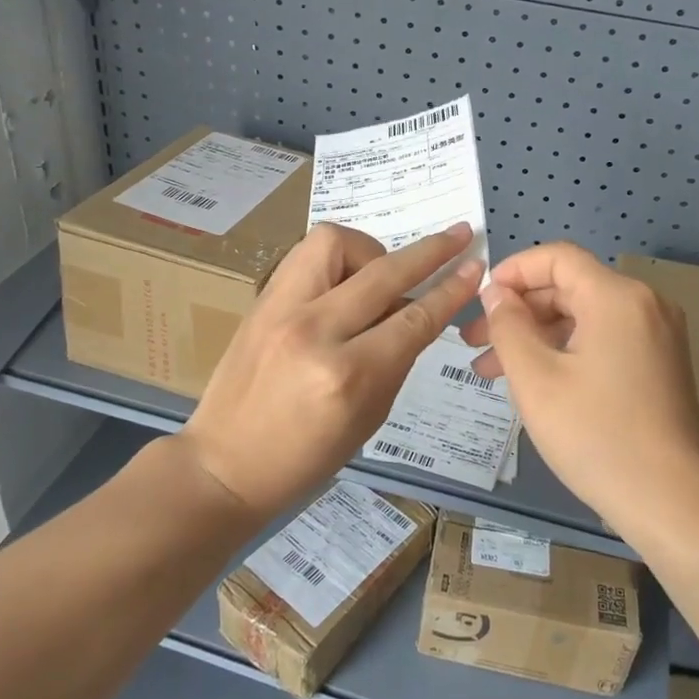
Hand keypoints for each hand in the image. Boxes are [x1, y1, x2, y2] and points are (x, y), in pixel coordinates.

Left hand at [178, 222, 483, 518]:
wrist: (224, 463)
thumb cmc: (305, 458)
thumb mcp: (369, 418)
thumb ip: (396, 359)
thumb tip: (415, 312)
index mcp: (349, 376)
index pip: (414, 319)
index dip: (450, 290)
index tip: (474, 266)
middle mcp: (316, 332)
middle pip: (384, 273)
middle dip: (430, 251)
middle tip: (457, 235)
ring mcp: (281, 310)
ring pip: (336, 243)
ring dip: (371, 249)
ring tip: (379, 273)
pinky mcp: (261, 301)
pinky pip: (306, 255)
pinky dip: (336, 257)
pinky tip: (345, 277)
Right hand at [461, 242, 698, 534]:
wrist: (671, 503)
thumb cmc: (596, 436)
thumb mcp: (536, 379)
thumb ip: (509, 325)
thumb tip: (496, 293)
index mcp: (616, 297)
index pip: (557, 257)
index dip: (513, 270)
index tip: (479, 300)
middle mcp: (643, 304)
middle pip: (569, 287)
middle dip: (518, 311)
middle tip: (474, 342)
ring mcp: (656, 335)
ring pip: (582, 316)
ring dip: (536, 335)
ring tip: (490, 369)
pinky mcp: (659, 363)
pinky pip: (602, 339)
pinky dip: (564, 350)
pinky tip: (533, 380)